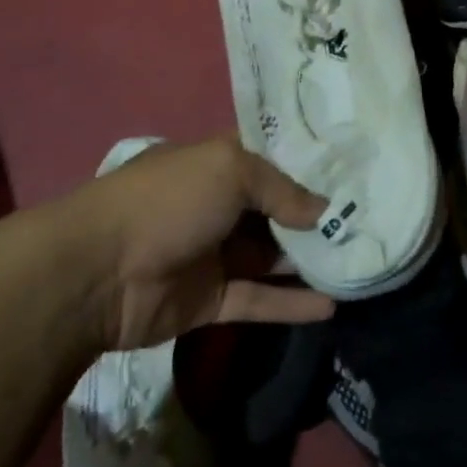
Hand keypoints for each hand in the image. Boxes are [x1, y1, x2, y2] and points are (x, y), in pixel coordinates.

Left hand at [67, 137, 336, 351]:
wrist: (100, 270)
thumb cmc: (168, 200)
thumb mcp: (229, 170)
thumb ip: (280, 189)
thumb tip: (322, 211)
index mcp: (216, 164)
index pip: (270, 159)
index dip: (307, 165)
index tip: (352, 173)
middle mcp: (217, 205)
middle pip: (275, 211)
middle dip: (315, 218)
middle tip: (367, 225)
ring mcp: (214, 254)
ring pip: (270, 257)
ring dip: (308, 262)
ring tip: (359, 264)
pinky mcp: (210, 301)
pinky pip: (258, 300)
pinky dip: (291, 303)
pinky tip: (332, 306)